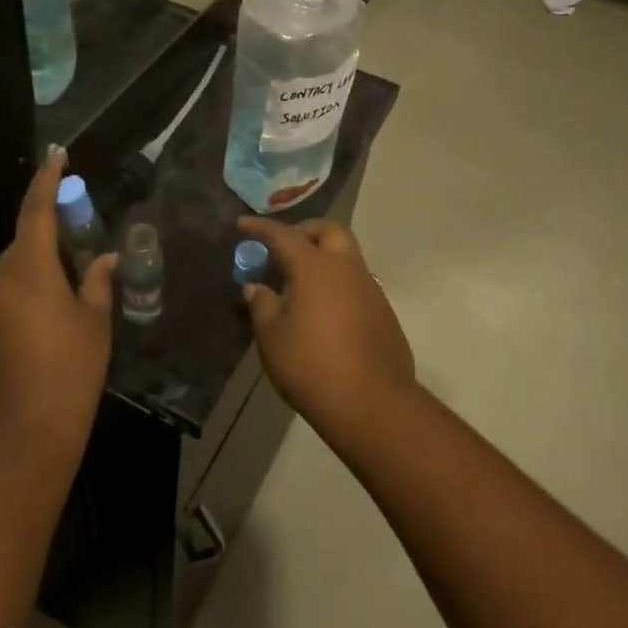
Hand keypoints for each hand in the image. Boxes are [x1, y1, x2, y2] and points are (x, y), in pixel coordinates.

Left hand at [0, 149, 114, 466]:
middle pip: (23, 242)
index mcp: (29, 270)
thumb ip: (98, 283)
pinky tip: (49, 319)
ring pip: (14, 272)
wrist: (24, 434)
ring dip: (39, 267)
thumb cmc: (70, 371)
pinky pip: (5, 298)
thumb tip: (106, 259)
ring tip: (70, 283)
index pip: (36, 210)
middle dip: (49, 233)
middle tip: (80, 236)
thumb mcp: (94, 323)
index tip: (57, 156)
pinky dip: (27, 295)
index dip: (47, 180)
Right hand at [238, 217, 417, 447]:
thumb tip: (256, 287)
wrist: (372, 403)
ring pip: (347, 256)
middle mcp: (346, 268)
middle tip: (284, 248)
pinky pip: (358, 283)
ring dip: (325, 257)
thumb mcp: (272, 337)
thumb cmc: (312, 366)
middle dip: (305, 231)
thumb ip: (262, 305)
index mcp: (315, 267)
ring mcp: (371, 288)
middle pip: (328, 231)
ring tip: (302, 282)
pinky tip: (326, 311)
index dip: (261, 228)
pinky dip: (338, 283)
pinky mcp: (384, 311)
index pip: (283, 235)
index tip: (243, 224)